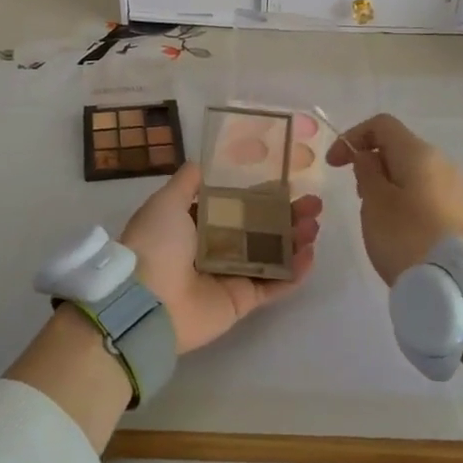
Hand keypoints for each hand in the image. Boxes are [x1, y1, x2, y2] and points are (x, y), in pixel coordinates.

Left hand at [119, 163, 321, 352]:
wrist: (147, 301)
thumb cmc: (157, 244)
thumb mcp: (166, 202)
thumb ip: (187, 182)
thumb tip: (202, 162)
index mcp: (196, 224)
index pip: (237, 205)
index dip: (262, 194)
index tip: (288, 182)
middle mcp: (215, 248)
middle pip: (260, 229)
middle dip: (287, 215)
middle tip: (314, 204)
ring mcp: (230, 275)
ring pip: (272, 254)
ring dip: (295, 239)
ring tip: (314, 225)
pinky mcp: (242, 301)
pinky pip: (273, 285)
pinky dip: (294, 273)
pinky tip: (310, 254)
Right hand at [326, 113, 462, 283]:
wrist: (462, 284)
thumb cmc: (408, 237)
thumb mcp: (375, 203)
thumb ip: (366, 172)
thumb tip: (369, 156)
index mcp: (419, 153)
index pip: (381, 125)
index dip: (352, 137)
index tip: (334, 166)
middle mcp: (443, 162)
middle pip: (399, 149)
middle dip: (371, 165)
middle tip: (358, 197)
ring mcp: (457, 188)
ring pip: (413, 174)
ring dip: (388, 186)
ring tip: (378, 219)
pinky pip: (428, 195)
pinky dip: (407, 202)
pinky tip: (402, 232)